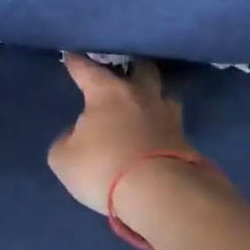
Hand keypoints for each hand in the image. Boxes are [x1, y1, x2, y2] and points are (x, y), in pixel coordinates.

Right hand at [48, 53, 196, 213]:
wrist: (159, 194)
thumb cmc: (103, 168)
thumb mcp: (64, 159)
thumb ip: (67, 141)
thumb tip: (77, 135)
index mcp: (108, 94)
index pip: (87, 70)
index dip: (76, 63)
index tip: (70, 55)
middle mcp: (141, 97)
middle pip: (142, 70)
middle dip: (132, 68)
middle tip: (124, 73)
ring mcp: (168, 117)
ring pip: (165, 95)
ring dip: (155, 97)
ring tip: (146, 106)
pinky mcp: (185, 141)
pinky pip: (172, 126)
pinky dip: (162, 128)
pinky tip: (156, 135)